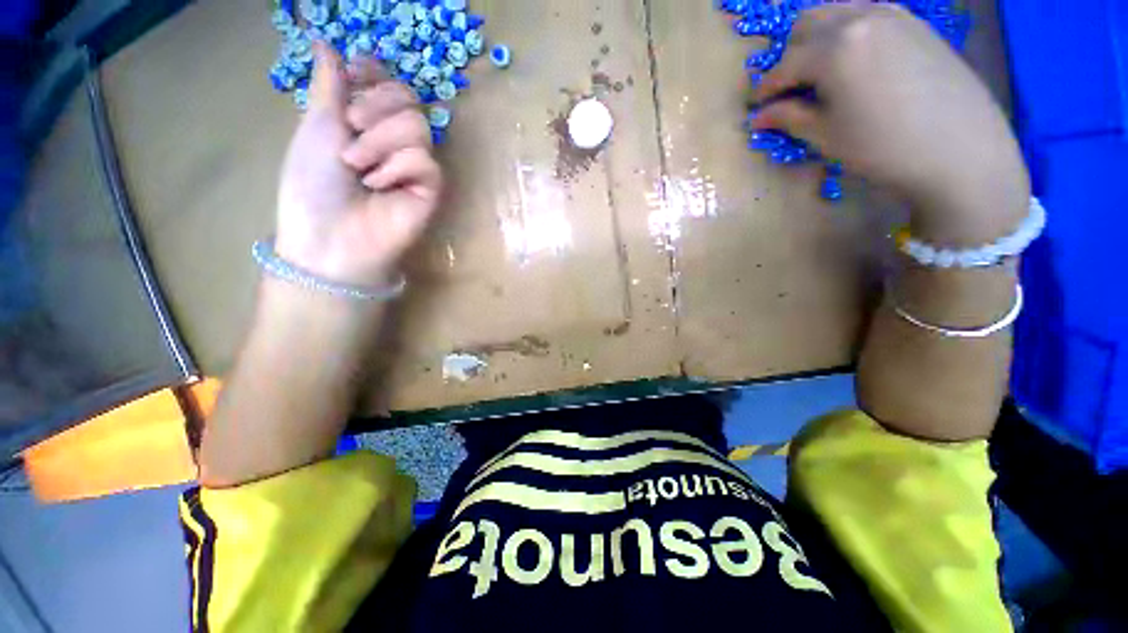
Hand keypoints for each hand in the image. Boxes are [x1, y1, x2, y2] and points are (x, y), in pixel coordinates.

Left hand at [275, 42, 441, 286]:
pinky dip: (397, 169)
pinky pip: (425, 162)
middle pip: (408, 100)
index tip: (355, 75)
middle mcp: (396, 142)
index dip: (377, 75)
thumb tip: (326, 41)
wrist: (328, 235)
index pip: (390, 84)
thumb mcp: (316, 125)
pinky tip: (380, 187)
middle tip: (351, 130)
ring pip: (417, 127)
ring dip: (380, 142)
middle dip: (375, 108)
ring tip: (359, 169)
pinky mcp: (432, 191)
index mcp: (369, 124)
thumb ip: (330, 85)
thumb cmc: (313, 182)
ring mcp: (416, 168)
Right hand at [751, 4, 1028, 243]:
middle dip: (791, 55)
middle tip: (791, 88)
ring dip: (819, 38)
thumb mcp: (826, 136)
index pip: (785, 65)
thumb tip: (759, 116)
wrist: (962, 149)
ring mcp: (892, 15)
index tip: (756, 107)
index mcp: (834, 48)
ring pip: (838, 11)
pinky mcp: (915, 22)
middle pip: (807, 23)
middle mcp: (860, 18)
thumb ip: (789, 118)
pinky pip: (869, 14)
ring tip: (821, 72)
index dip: (766, 89)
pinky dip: (850, 31)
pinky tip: (855, 61)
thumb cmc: (883, 147)